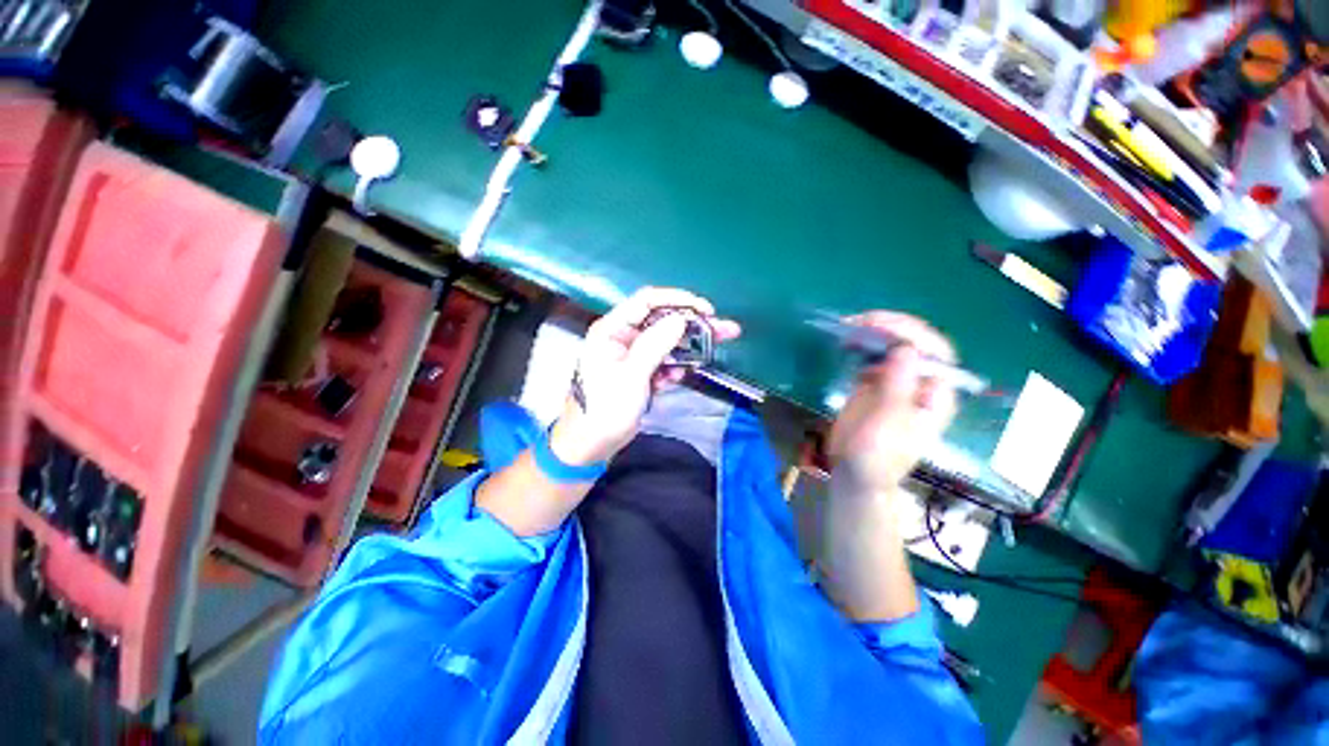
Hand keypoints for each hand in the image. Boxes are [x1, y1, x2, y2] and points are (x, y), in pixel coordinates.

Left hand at [550, 287, 740, 465]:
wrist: (590, 445)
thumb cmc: (604, 409)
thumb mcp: (631, 376)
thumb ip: (655, 345)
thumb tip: (680, 319)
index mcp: (612, 330)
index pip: (647, 301)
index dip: (678, 300)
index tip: (706, 310)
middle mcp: (622, 336)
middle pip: (662, 321)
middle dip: (692, 326)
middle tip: (723, 330)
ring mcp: (631, 354)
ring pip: (666, 342)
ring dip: (686, 349)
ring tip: (709, 354)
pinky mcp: (639, 370)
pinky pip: (662, 361)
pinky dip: (672, 368)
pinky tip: (675, 379)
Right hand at [826, 312, 957, 495]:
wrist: (856, 475)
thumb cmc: (877, 458)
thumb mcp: (887, 426)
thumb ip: (897, 388)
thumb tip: (906, 349)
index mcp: (934, 395)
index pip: (936, 352)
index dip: (912, 334)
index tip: (880, 327)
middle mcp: (919, 383)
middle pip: (915, 343)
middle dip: (891, 327)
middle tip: (859, 321)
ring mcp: (896, 382)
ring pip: (893, 345)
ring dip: (874, 331)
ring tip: (849, 326)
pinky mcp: (874, 384)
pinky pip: (872, 356)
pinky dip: (861, 344)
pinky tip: (846, 341)